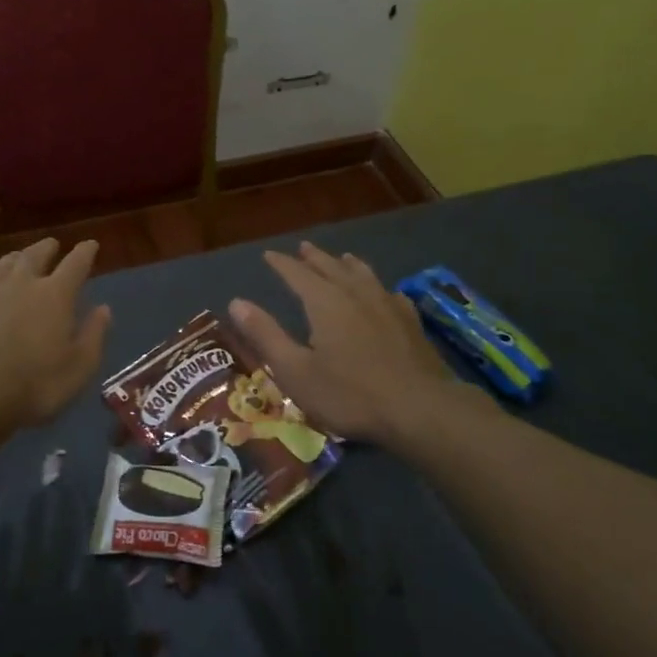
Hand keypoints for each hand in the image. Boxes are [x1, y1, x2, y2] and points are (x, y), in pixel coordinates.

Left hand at [0, 237, 111, 436]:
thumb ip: (93, 335)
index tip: (91, 244)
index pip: (76, 263)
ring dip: (16, 258)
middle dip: (48, 248)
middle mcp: (21, 283)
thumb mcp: (78, 369)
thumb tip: (103, 308)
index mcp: (55, 295)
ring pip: (3, 264)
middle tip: (53, 245)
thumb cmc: (32, 385)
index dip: (85, 252)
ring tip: (20, 257)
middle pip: (36, 255)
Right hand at [231, 241, 471, 447]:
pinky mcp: (411, 322)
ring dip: (348, 264)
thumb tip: (236, 302)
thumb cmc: (350, 394)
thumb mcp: (296, 371)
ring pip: (364, 275)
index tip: (269, 255)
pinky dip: (379, 287)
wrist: (420, 408)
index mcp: (325, 302)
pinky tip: (385, 293)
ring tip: (342, 258)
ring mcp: (387, 305)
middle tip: (303, 248)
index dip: (282, 264)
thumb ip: (266, 335)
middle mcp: (356, 294)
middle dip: (314, 258)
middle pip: (331, 268)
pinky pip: (390, 293)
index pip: (297, 274)